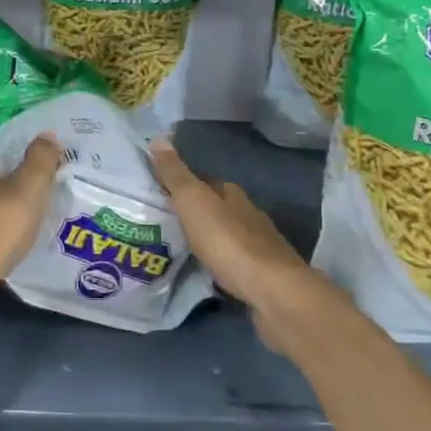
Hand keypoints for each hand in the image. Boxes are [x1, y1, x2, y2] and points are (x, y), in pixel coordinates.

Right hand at [149, 138, 338, 350]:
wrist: (272, 291)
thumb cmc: (228, 241)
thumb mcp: (194, 202)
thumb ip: (175, 174)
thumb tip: (158, 138)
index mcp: (232, 194)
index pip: (204, 182)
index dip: (183, 186)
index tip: (160, 193)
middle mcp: (248, 214)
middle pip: (217, 209)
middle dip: (195, 215)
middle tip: (164, 224)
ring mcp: (259, 246)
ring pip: (226, 236)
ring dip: (208, 240)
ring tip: (179, 250)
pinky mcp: (262, 275)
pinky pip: (233, 263)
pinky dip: (219, 264)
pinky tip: (206, 273)